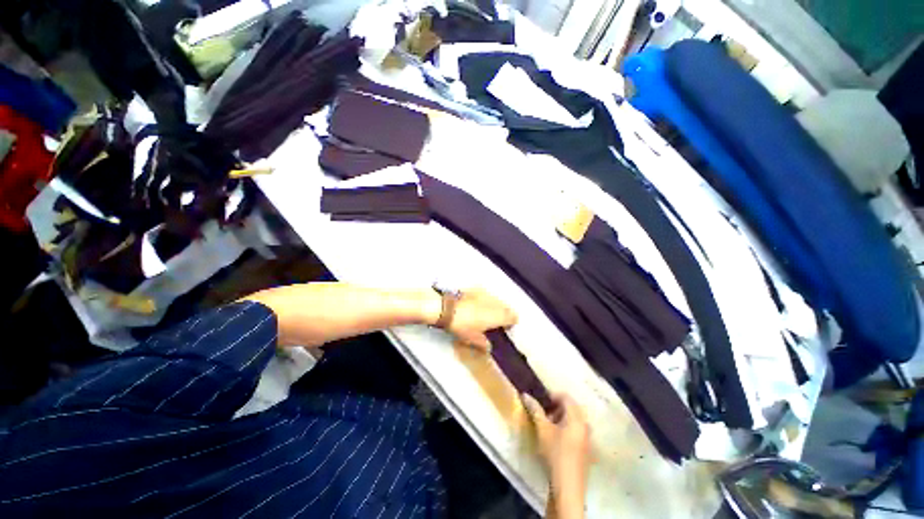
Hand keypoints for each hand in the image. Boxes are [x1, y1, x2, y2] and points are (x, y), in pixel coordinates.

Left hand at [446, 289, 516, 350]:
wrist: (447, 307)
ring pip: (497, 299)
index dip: (512, 322)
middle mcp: (496, 303)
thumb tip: (488, 346)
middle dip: (504, 313)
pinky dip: (485, 299)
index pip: (513, 317)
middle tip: (497, 321)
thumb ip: (483, 343)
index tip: (507, 327)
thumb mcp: (472, 338)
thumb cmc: (462, 325)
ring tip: (487, 312)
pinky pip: (486, 294)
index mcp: (498, 316)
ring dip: (495, 306)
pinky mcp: (477, 288)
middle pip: (506, 307)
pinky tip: (478, 303)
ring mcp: (486, 293)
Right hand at [524, 393, 590, 514]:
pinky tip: (556, 441)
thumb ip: (535, 410)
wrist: (568, 486)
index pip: (566, 397)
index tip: (541, 402)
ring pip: (574, 420)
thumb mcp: (542, 429)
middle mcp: (585, 425)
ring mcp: (588, 438)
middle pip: (571, 408)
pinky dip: (567, 430)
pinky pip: (577, 431)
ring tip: (548, 428)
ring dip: (561, 419)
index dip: (552, 396)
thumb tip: (525, 394)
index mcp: (577, 417)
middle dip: (556, 408)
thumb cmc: (555, 453)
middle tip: (543, 416)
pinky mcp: (586, 450)